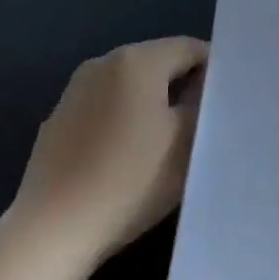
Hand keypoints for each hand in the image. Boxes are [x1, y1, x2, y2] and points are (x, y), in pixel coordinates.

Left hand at [11, 37, 207, 264]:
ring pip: (129, 86)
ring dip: (151, 104)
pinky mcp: (57, 120)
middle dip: (182, 86)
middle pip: (158, 63)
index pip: (190, 48)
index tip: (226, 102)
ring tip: (166, 144)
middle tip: (203, 124)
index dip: (214, 70)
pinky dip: (121, 121)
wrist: (52, 231)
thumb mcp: (186, 142)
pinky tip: (126, 160)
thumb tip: (205, 85)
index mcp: (138, 60)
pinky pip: (103, 108)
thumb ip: (202, 102)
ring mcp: (75, 90)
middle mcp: (103, 62)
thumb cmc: (130, 180)